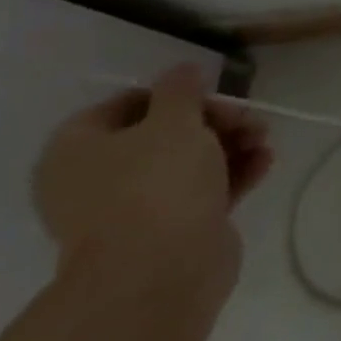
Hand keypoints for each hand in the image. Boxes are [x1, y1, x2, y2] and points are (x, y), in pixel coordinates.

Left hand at [33, 65, 272, 290]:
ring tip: (264, 140)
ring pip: (188, 161)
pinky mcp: (169, 228)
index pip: (125, 104)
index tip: (211, 93)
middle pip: (163, 133)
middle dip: (214, 120)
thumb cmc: (156, 184)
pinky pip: (203, 189)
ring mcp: (132, 207)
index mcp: (76, 151)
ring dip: (231, 144)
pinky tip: (264, 162)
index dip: (172, 94)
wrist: (159, 271)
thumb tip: (181, 70)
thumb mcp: (174, 121)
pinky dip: (234, 173)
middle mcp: (96, 178)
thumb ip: (180, 90)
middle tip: (247, 118)